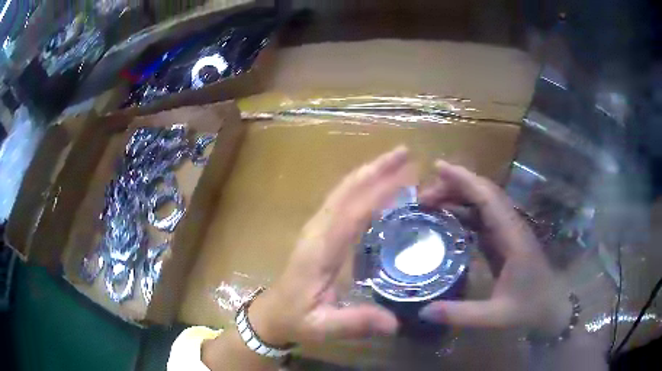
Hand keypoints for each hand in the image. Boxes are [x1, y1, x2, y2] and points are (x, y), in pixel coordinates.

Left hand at [248, 146, 415, 345]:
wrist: (271, 314)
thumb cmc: (295, 318)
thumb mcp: (323, 327)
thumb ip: (355, 323)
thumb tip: (394, 323)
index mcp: (320, 251)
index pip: (353, 212)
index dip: (379, 191)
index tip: (406, 173)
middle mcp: (317, 231)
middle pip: (346, 191)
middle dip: (376, 169)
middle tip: (405, 152)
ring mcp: (315, 228)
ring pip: (342, 191)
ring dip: (368, 172)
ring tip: (396, 161)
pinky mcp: (318, 232)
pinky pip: (341, 201)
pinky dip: (361, 186)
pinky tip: (377, 185)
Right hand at [417, 160, 571, 336]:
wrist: (552, 307)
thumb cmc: (529, 308)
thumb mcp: (496, 316)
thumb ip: (461, 314)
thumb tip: (423, 311)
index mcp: (513, 238)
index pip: (489, 199)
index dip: (465, 180)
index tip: (439, 168)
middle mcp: (511, 227)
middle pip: (484, 194)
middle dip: (454, 186)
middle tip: (423, 196)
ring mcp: (508, 232)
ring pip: (483, 203)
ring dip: (458, 197)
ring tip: (430, 203)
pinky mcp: (504, 240)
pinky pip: (482, 218)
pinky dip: (464, 212)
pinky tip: (448, 220)